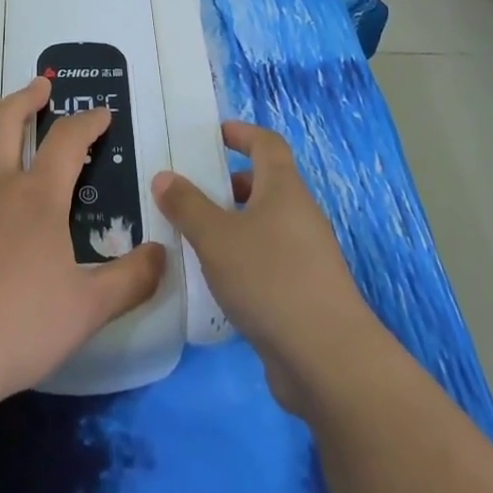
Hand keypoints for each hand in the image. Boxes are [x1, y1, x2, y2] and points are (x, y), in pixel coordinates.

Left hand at [0, 77, 165, 418]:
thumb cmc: (16, 329)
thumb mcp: (88, 311)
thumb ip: (131, 280)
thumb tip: (163, 253)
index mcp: (38, 198)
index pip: (68, 141)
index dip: (88, 121)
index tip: (102, 113)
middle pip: (7, 120)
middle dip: (27, 97)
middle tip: (40, 86)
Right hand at [154, 122, 379, 415]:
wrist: (328, 359)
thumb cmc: (270, 279)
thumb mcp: (216, 237)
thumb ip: (187, 205)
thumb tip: (164, 176)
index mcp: (283, 189)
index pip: (267, 144)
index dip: (242, 133)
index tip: (215, 133)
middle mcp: (300, 215)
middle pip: (265, 185)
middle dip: (229, 185)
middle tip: (191, 192)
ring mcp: (307, 256)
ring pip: (265, 226)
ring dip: (233, 225)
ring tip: (194, 238)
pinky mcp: (305, 294)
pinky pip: (268, 261)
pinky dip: (242, 259)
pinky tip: (216, 282)